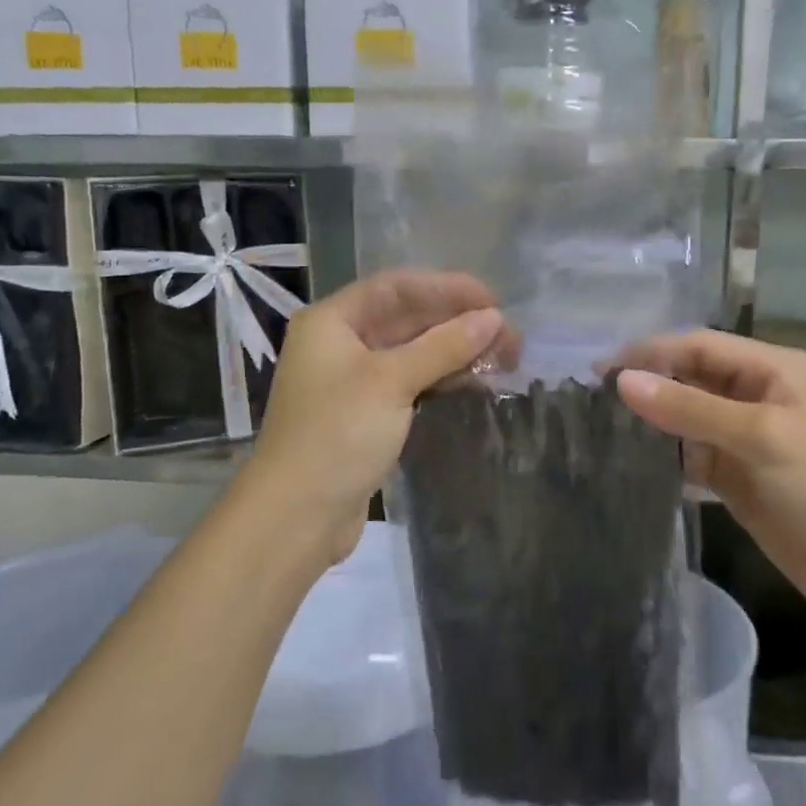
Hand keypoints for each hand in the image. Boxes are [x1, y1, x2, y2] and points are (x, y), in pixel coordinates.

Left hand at [244, 270, 512, 563]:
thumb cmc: (337, 435)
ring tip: (505, 359)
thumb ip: (444, 345)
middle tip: (509, 336)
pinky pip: (411, 382)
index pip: (396, 287)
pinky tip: (476, 382)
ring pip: (413, 352)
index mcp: (331, 321)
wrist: (296, 517)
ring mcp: (353, 380)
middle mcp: (340, 343)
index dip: (446, 288)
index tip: (492, 301)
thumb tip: (493, 317)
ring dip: (456, 352)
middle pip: (407, 318)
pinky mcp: (367, 414)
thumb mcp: (392, 382)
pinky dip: (442, 378)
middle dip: (458, 323)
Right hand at [615, 330, 805, 623]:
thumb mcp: (762, 437)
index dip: (649, 353)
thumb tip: (623, 381)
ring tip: (598, 428)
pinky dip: (662, 456)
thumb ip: (691, 408)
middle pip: (688, 378)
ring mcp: (743, 439)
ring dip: (649, 421)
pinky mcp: (735, 477)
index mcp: (770, 369)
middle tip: (589, 401)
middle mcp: (753, 395)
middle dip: (645, 385)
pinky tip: (629, 461)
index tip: (598, 371)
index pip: (697, 346)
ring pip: (685, 418)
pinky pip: (689, 456)